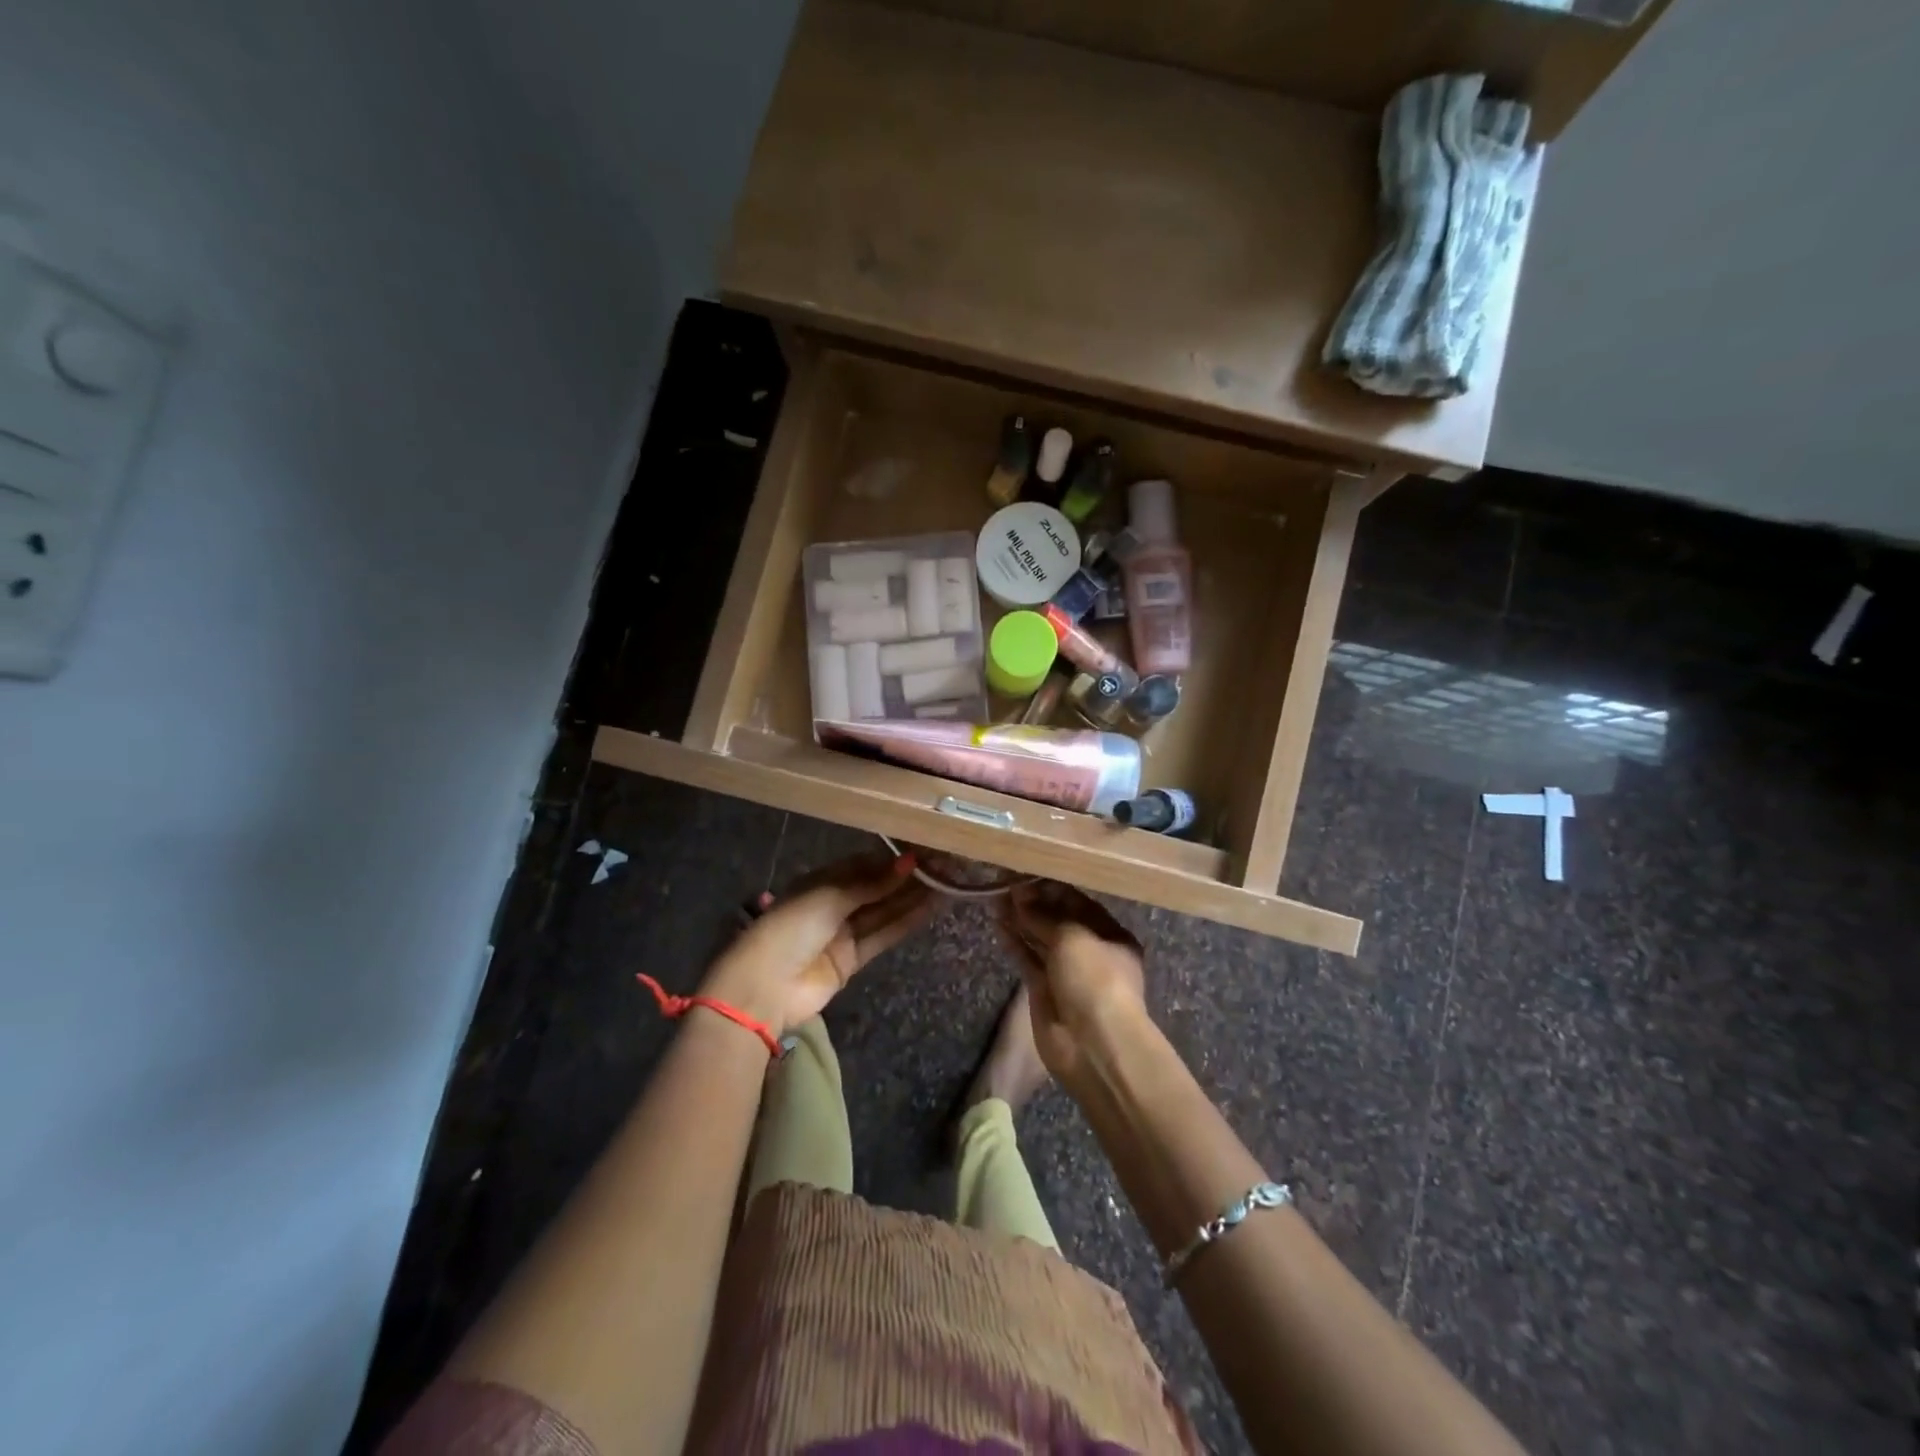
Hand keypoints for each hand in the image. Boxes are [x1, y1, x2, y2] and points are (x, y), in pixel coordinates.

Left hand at [701, 851, 937, 1035]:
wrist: (764, 987)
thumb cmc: (790, 928)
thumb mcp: (829, 897)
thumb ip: (870, 883)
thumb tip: (908, 862)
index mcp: (819, 881)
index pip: (861, 865)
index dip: (890, 859)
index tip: (922, 850)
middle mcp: (833, 904)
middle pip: (875, 888)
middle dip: (905, 878)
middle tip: (942, 865)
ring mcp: (843, 933)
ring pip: (883, 911)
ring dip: (911, 898)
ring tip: (945, 882)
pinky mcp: (852, 960)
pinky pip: (883, 935)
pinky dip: (905, 922)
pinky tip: (930, 908)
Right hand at [998, 880, 1147, 1081]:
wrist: (1093, 1044)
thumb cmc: (1094, 978)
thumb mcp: (1073, 937)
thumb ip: (1044, 916)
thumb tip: (1020, 898)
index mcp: (1110, 934)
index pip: (1079, 903)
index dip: (1052, 889)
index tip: (1026, 874)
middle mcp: (1090, 951)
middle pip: (1058, 920)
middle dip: (1034, 903)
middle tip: (1006, 883)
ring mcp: (1066, 972)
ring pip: (1040, 939)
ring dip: (1020, 920)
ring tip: (996, 897)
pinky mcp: (1044, 990)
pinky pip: (1027, 959)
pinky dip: (1014, 943)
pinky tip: (997, 923)